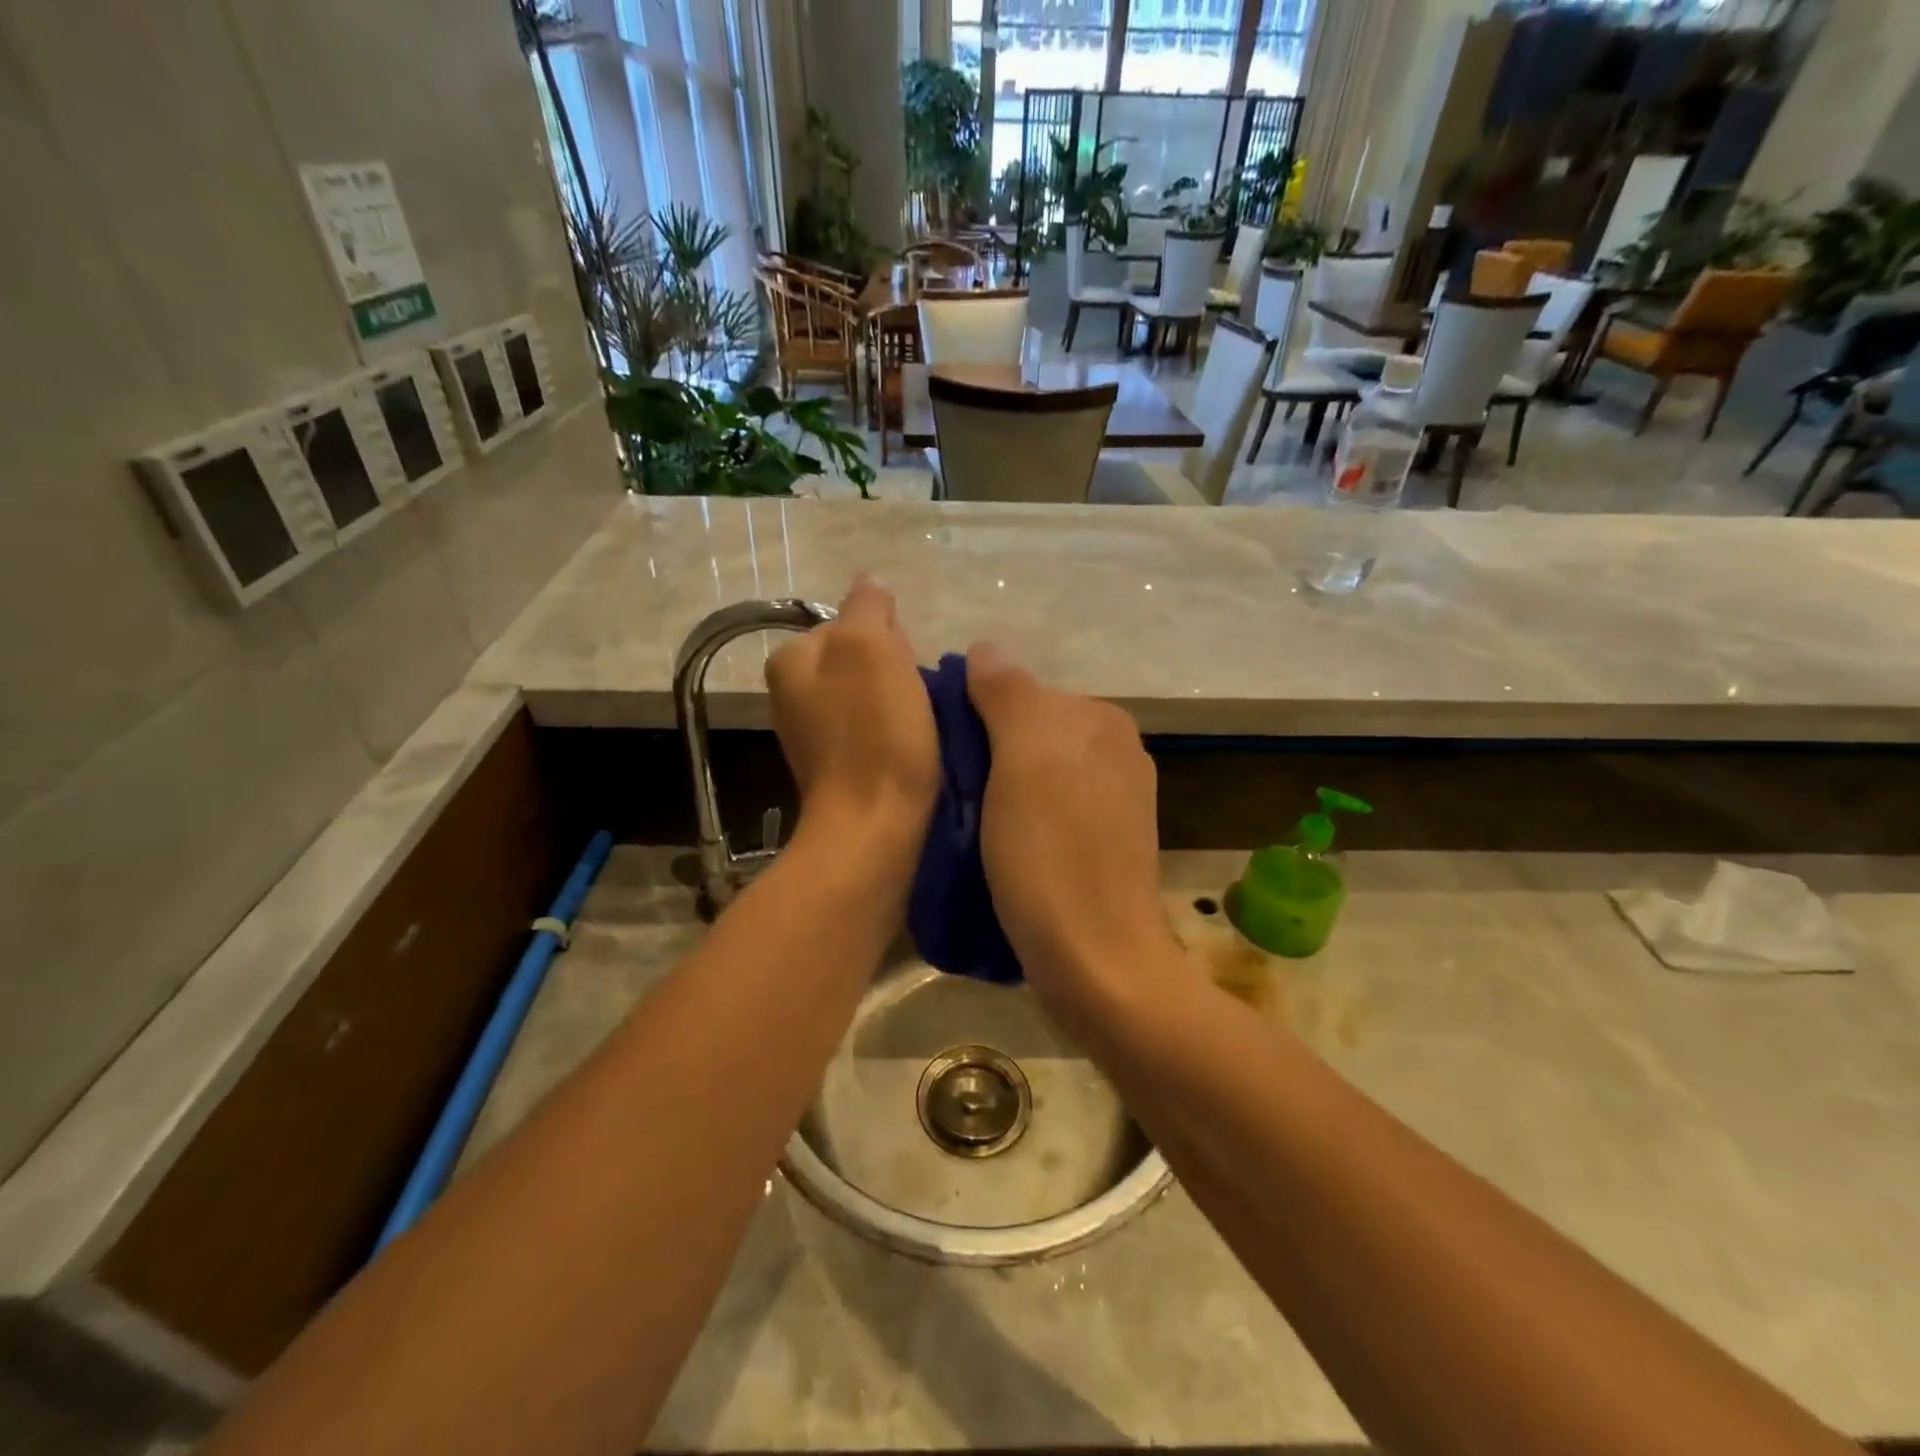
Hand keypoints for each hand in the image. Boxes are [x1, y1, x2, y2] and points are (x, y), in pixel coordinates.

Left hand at [766, 579, 938, 849]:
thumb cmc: (873, 733)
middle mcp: (789, 694)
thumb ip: (867, 606)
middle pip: (859, 660)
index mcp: (791, 660)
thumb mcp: (870, 648)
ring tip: (921, 728)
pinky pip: (871, 732)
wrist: (872, 828)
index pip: (850, 623)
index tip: (908, 669)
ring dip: (899, 704)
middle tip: (916, 702)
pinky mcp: (836, 769)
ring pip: (869, 696)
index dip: (890, 639)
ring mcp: (811, 735)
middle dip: (894, 671)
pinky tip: (911, 751)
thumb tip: (871, 582)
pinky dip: (893, 735)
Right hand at [965, 644, 1193, 1029]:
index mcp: (1101, 720)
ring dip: (996, 790)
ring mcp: (1113, 802)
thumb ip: (1007, 692)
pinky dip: (1018, 819)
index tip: (935, 756)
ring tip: (963, 826)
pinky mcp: (1103, 845)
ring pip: (1033, 775)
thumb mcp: (1024, 757)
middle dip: (983, 754)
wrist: (1096, 962)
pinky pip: (1047, 811)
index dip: (970, 716)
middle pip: (1026, 734)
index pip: (1018, 692)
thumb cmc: (1052, 853)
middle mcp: (1115, 752)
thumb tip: (985, 648)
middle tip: (945, 795)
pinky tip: (997, 847)